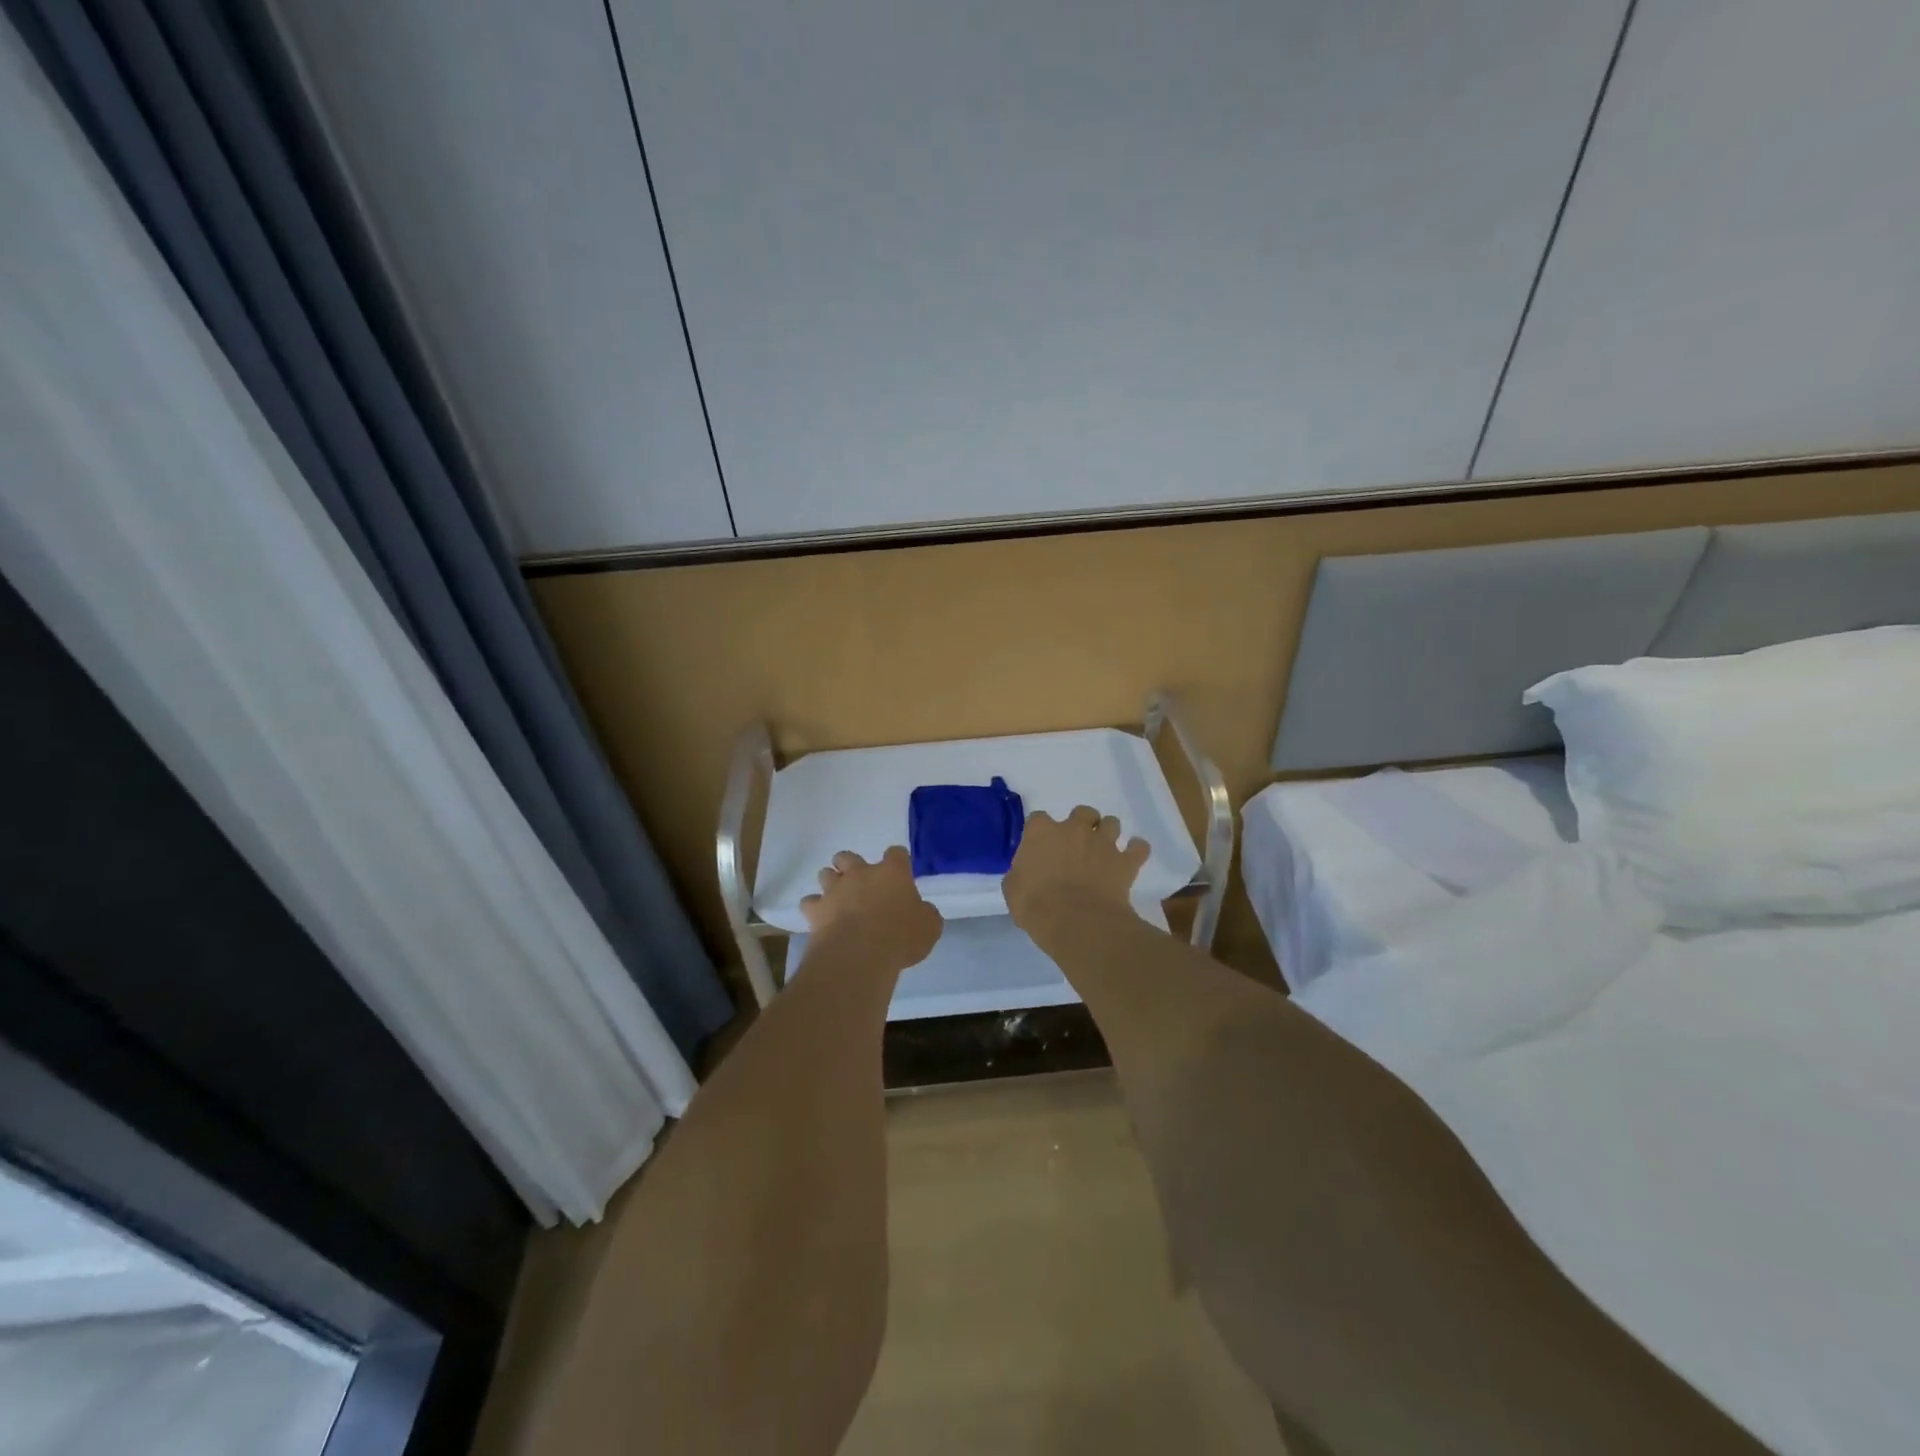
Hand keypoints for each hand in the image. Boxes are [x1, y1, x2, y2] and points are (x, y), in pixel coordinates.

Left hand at [801, 846, 942, 969]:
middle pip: (849, 856)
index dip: (898, 861)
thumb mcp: (929, 927)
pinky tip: (821, 919)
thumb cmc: (901, 937)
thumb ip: (925, 913)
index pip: (896, 853)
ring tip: (838, 899)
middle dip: (851, 866)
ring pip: (825, 874)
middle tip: (859, 884)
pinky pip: (809, 902)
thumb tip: (921, 911)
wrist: (860, 954)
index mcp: (892, 873)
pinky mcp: (816, 909)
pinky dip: (814, 908)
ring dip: (831, 883)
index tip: (900, 873)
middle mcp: (861, 874)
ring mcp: (835, 889)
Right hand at [1004, 806, 1150, 931]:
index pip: (1038, 819)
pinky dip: (1137, 850)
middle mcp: (1074, 829)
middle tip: (1077, 845)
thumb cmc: (1037, 906)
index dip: (1040, 832)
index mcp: (1041, 832)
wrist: (1077, 923)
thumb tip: (1026, 871)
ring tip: (1104, 850)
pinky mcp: (1125, 862)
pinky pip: (1139, 848)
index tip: (1040, 847)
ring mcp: (1103, 842)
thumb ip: (1020, 873)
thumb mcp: (1012, 890)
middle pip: (1082, 812)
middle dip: (1081, 824)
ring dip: (1108, 833)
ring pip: (1112, 822)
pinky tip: (1133, 857)